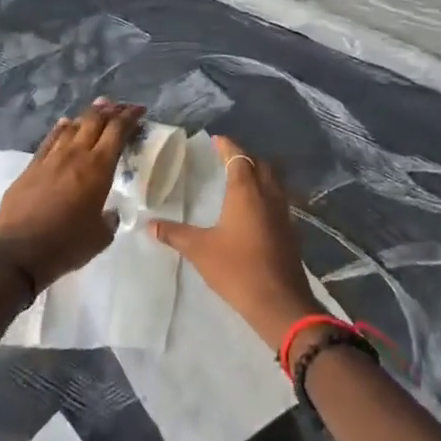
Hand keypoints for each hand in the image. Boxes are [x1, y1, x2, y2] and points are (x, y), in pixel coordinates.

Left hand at [0, 99, 143, 288]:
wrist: (15, 253)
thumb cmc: (65, 246)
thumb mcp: (100, 238)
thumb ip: (108, 220)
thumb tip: (108, 213)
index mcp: (98, 169)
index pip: (117, 131)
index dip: (130, 117)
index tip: (139, 110)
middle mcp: (75, 155)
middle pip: (95, 121)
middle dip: (111, 110)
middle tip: (122, 107)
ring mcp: (50, 159)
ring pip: (72, 126)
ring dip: (87, 115)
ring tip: (98, 108)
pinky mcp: (30, 167)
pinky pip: (50, 139)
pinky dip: (61, 128)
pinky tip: (65, 124)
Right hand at [150, 136, 319, 349]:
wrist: (279, 301)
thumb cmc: (237, 269)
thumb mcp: (200, 250)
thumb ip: (175, 234)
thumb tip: (150, 224)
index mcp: (246, 191)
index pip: (238, 157)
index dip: (227, 146)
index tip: (216, 139)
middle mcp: (269, 195)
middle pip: (261, 164)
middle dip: (245, 156)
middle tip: (228, 157)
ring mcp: (284, 212)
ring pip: (275, 181)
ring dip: (260, 173)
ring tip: (242, 178)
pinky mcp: (291, 230)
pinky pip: (280, 200)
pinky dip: (268, 193)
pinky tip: (257, 209)